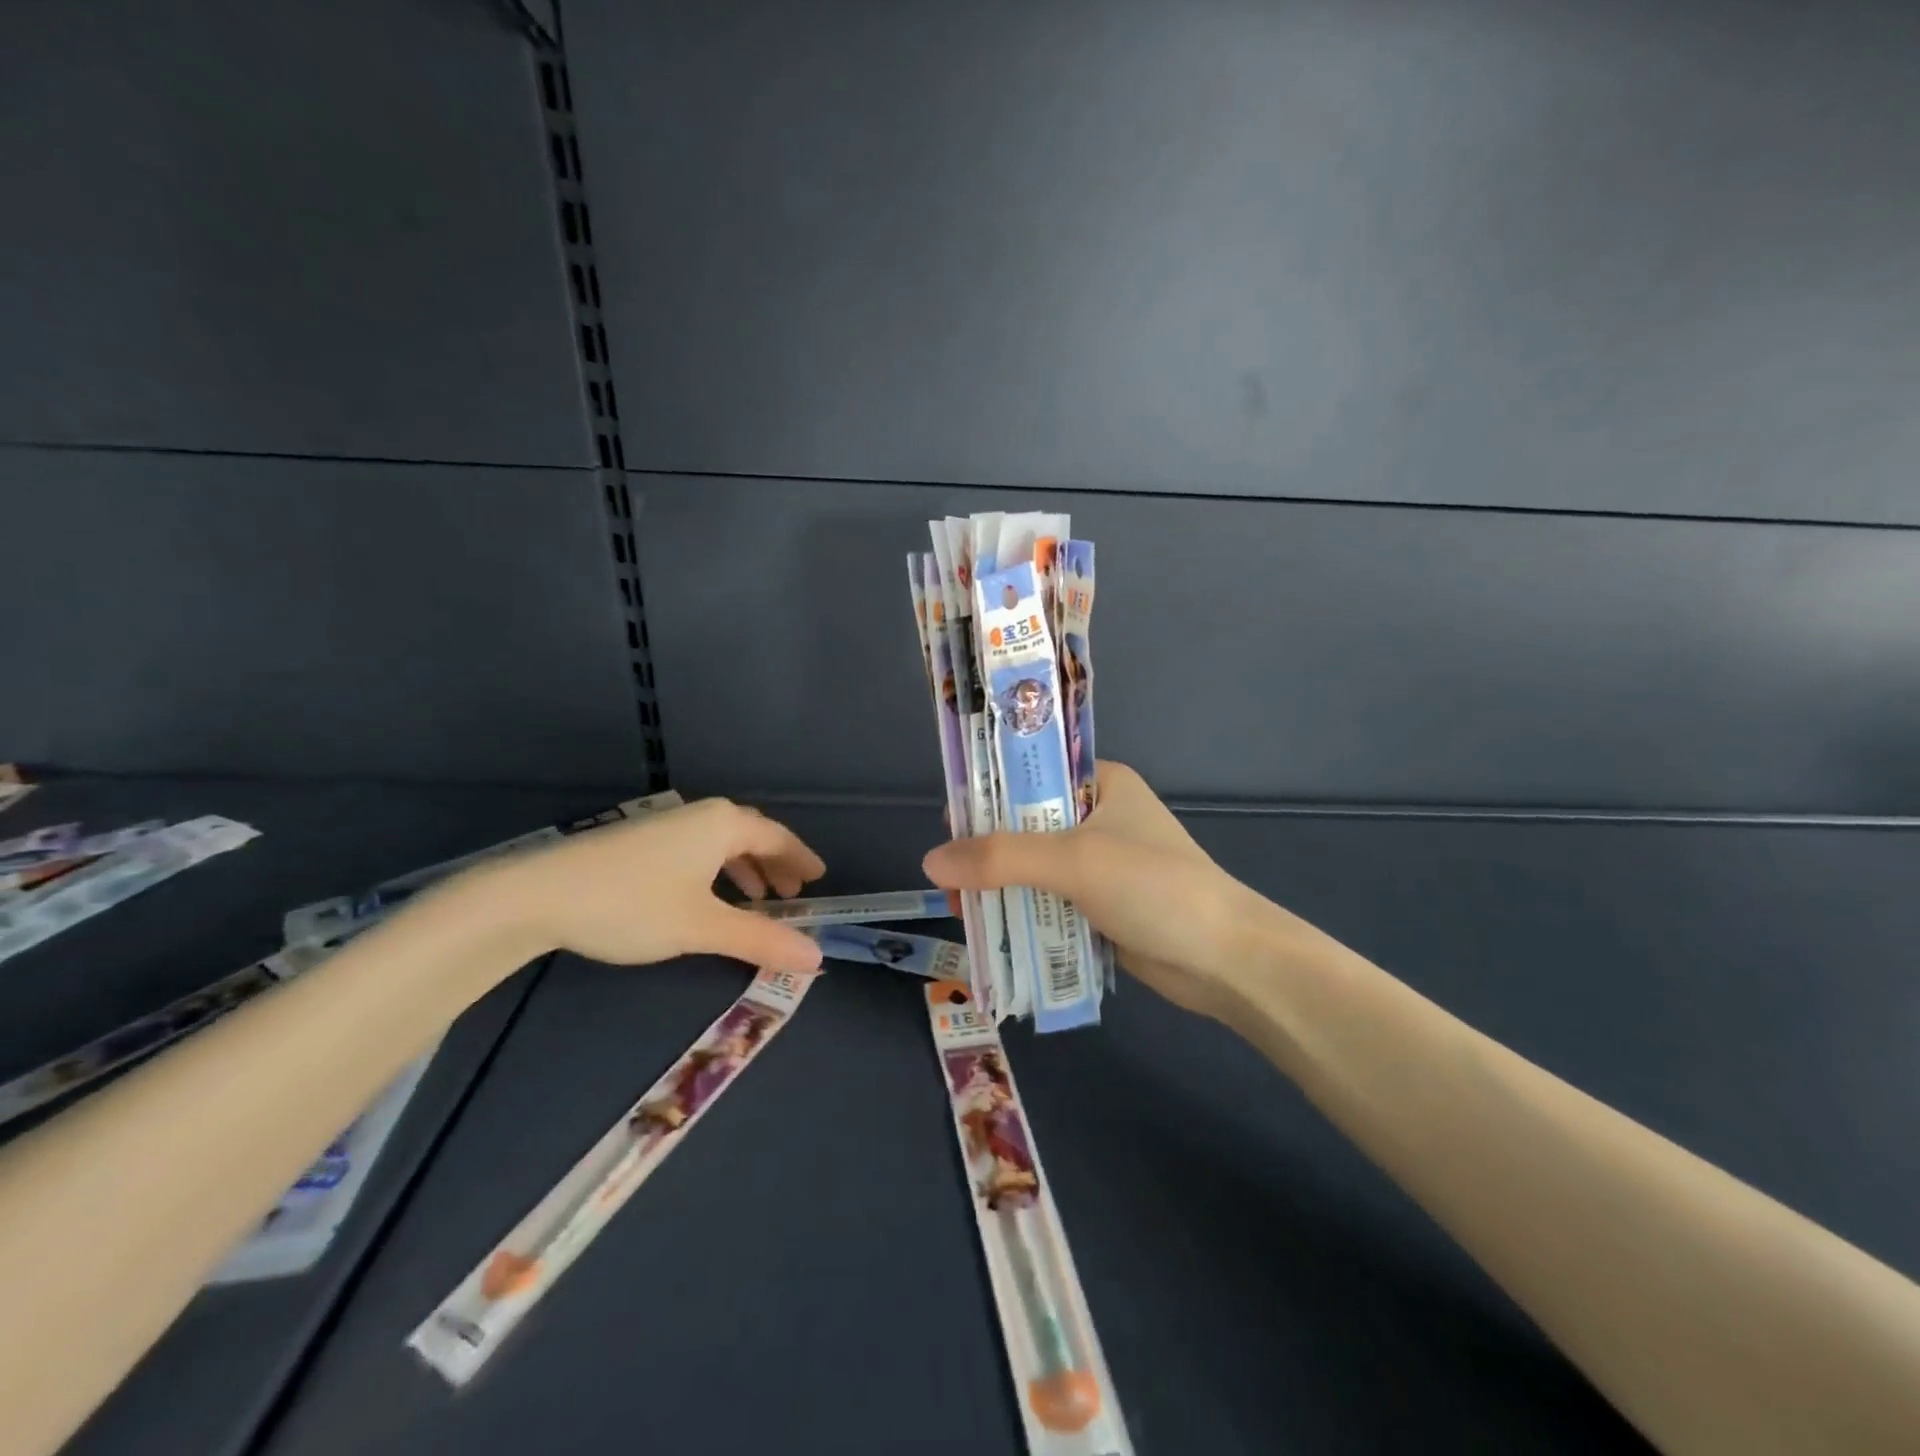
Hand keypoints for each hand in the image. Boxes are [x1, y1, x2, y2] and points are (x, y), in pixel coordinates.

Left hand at [479, 798, 827, 972]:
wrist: (537, 894)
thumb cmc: (632, 904)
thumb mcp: (703, 927)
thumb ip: (761, 939)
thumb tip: (815, 955)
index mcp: (723, 825)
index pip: (778, 838)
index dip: (802, 859)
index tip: (821, 877)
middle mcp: (700, 816)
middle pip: (752, 837)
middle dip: (775, 866)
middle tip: (794, 894)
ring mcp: (667, 827)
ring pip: (722, 845)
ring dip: (745, 871)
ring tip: (756, 900)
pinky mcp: (640, 843)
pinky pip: (698, 851)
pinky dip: (717, 872)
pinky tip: (706, 897)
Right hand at [922, 762, 1294, 1018]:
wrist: (1226, 960)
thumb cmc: (1155, 887)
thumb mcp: (1075, 860)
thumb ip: (1001, 858)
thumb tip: (931, 861)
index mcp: (1099, 783)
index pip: (1029, 773)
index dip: (986, 793)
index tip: (949, 825)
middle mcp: (1097, 817)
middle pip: (1024, 825)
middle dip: (985, 852)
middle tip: (949, 881)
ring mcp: (1100, 864)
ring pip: (1033, 868)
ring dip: (1000, 887)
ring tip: (962, 910)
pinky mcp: (1101, 906)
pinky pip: (1048, 902)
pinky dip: (1022, 913)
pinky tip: (991, 930)